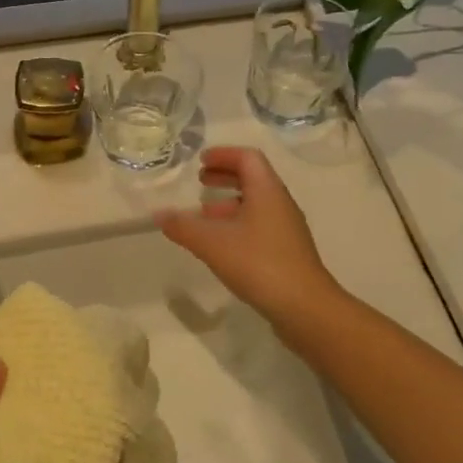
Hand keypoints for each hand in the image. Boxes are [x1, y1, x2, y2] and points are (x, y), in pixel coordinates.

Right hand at [155, 147, 340, 323]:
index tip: (201, 161)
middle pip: (253, 178)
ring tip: (203, 214)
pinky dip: (238, 223)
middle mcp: (280, 203)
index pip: (247, 158)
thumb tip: (158, 214)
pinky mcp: (287, 251)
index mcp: (267, 191)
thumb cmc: (259, 264)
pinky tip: (221, 244)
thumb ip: (183, 226)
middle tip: (200, 181)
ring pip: (256, 204)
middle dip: (225, 176)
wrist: (305, 307)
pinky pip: (260, 225)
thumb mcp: (213, 243)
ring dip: (229, 203)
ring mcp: (286, 228)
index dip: (223, 155)